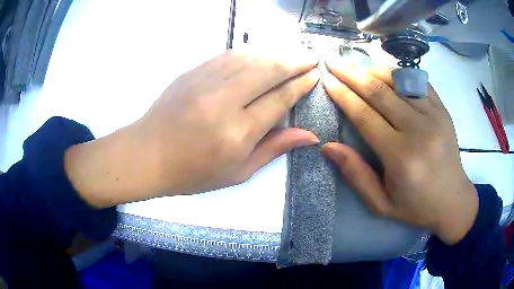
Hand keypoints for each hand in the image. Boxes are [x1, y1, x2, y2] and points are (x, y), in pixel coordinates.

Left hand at [65, 50, 319, 207]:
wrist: (148, 154)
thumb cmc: (193, 172)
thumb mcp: (238, 172)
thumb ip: (274, 148)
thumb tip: (310, 135)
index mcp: (238, 132)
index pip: (280, 98)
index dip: (301, 84)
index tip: (314, 75)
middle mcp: (224, 100)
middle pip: (269, 70)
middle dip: (295, 61)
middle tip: (311, 57)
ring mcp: (205, 81)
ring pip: (250, 58)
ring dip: (275, 54)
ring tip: (291, 55)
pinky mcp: (193, 72)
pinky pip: (228, 55)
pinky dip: (250, 53)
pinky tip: (260, 54)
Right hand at [321, 59, 477, 244]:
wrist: (452, 200)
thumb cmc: (415, 207)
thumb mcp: (381, 203)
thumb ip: (356, 175)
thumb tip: (328, 146)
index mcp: (400, 156)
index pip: (365, 116)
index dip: (343, 95)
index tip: (326, 79)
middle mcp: (418, 129)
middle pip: (379, 91)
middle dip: (352, 73)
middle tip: (333, 60)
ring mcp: (434, 115)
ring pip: (398, 80)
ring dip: (373, 69)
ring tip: (356, 65)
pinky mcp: (442, 110)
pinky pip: (417, 81)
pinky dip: (398, 73)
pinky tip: (385, 72)